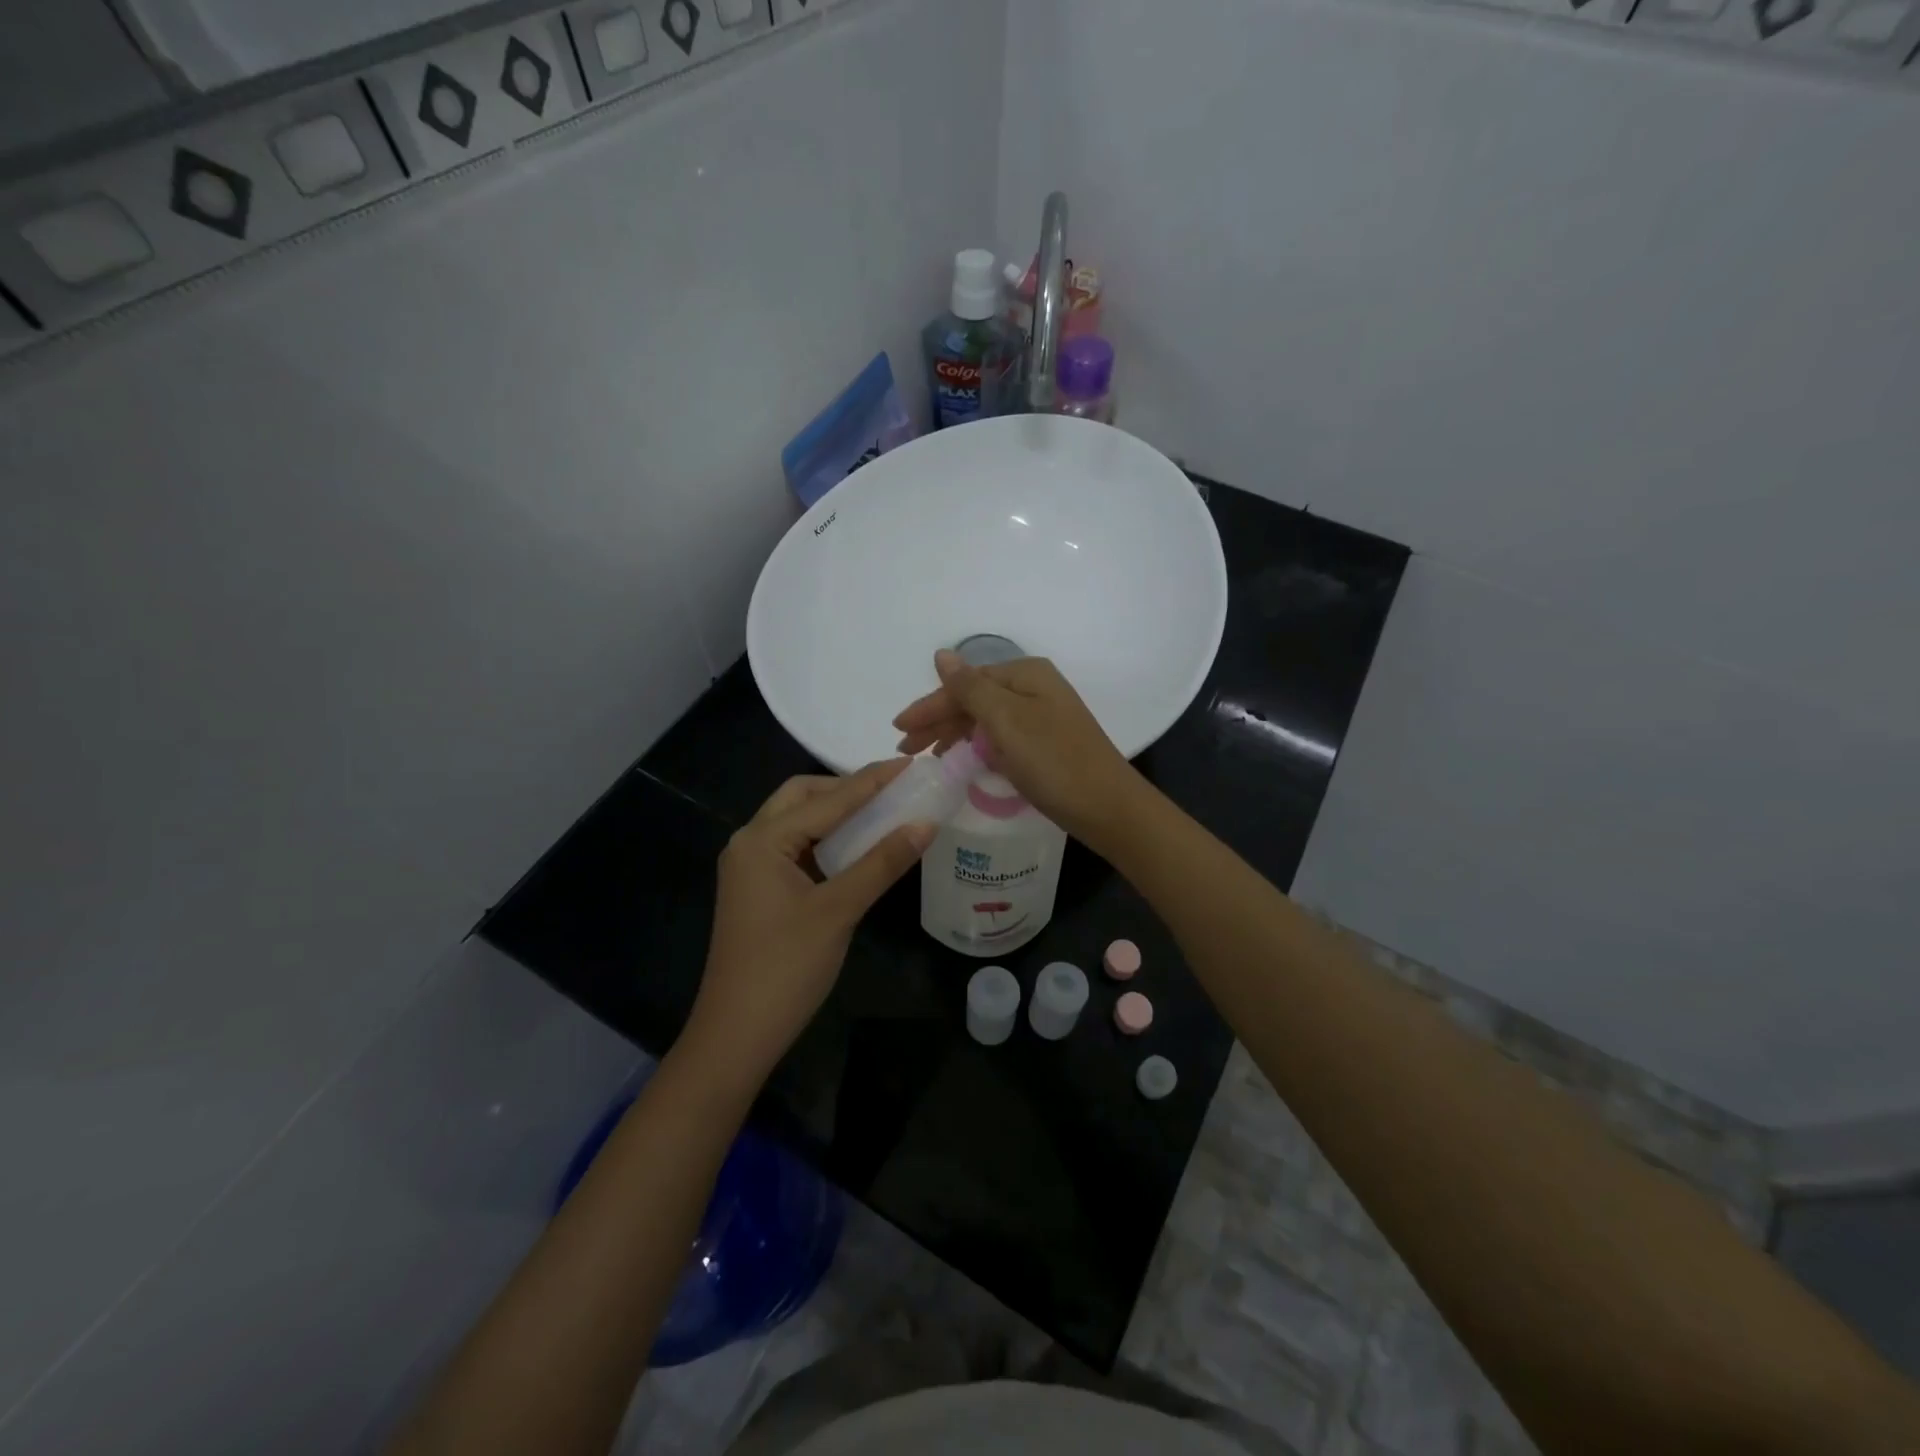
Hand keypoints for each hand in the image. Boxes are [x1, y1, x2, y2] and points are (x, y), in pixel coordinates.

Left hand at [681, 761, 933, 1088]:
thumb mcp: (839, 910)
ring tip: (882, 810)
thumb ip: (882, 862)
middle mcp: (750, 842)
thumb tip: (926, 823)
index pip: (828, 799)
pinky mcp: (758, 889)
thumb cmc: (785, 968)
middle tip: (893, 790)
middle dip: (847, 788)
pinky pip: (795, 847)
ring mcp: (750, 867)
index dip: (872, 781)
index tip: (911, 764)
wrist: (736, 1035)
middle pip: (802, 796)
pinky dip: (825, 839)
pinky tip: (855, 847)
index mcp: (762, 839)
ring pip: (797, 821)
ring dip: (836, 812)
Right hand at [892, 650, 1141, 845]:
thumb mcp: (1007, 721)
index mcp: (1025, 675)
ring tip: (927, 757)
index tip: (899, 730)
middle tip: (906, 748)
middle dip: (938, 721)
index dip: (929, 706)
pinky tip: (962, 760)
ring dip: (954, 734)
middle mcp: (1034, 689)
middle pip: (974, 699)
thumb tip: (942, 654)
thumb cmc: (1054, 761)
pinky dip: (977, 747)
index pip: (964, 684)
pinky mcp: (1045, 745)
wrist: (1108, 807)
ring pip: (985, 720)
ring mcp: (1041, 717)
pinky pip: (1000, 738)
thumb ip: (970, 688)